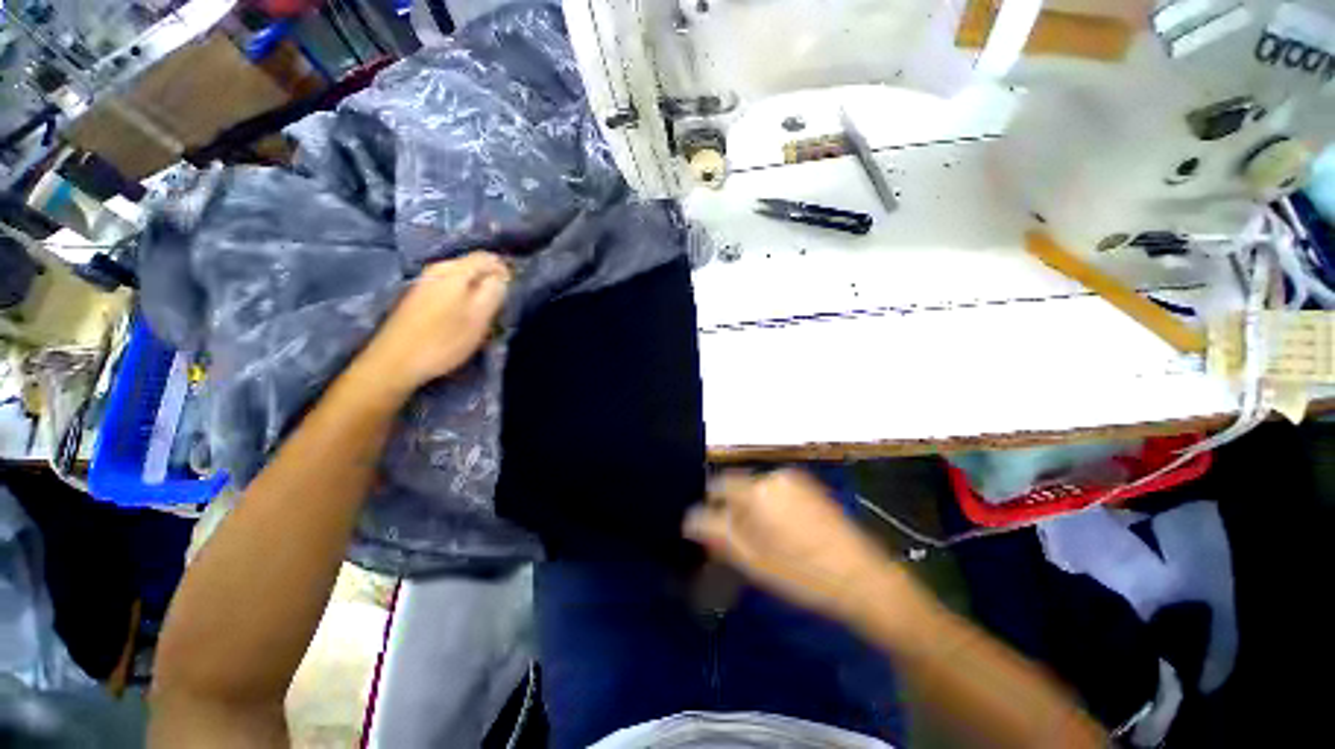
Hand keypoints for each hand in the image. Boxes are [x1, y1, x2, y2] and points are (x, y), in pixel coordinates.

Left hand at [360, 252, 509, 397]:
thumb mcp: (478, 317)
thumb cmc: (443, 340)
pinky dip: (461, 300)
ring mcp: (424, 283)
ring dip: (476, 293)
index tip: (510, 294)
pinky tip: (461, 319)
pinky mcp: (417, 297)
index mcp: (453, 271)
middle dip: (490, 283)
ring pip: (461, 279)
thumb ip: (494, 291)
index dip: (504, 271)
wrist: (394, 362)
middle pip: (473, 266)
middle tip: (497, 308)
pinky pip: (449, 289)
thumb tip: (502, 276)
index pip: (488, 257)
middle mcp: (436, 269)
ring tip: (481, 316)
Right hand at [684, 469, 904, 625]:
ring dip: (752, 508)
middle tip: (738, 542)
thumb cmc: (802, 573)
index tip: (711, 530)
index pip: (717, 485)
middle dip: (732, 509)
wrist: (863, 578)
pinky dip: (771, 506)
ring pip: (758, 489)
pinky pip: (778, 491)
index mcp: (757, 489)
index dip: (709, 506)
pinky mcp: (811, 487)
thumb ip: (716, 533)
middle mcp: (773, 475)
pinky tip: (785, 533)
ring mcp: (795, 479)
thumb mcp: (752, 559)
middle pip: (738, 486)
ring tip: (764, 540)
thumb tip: (689, 519)